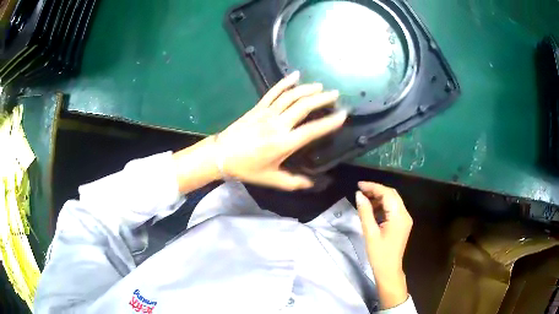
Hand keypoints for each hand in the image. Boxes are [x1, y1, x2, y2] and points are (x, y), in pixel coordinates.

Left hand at [213, 71, 346, 190]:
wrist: (221, 155)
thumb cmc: (246, 168)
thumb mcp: (271, 179)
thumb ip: (294, 182)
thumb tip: (312, 183)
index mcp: (283, 143)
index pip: (312, 130)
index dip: (329, 122)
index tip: (343, 115)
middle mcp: (278, 124)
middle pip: (303, 106)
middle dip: (321, 99)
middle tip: (335, 94)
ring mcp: (267, 113)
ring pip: (290, 96)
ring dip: (307, 89)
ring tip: (320, 86)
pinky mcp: (258, 107)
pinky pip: (273, 92)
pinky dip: (285, 82)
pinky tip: (295, 75)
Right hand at [355, 181, 412, 309]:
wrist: (389, 270)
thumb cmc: (379, 254)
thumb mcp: (370, 233)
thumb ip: (365, 212)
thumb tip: (359, 195)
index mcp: (398, 216)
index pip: (387, 194)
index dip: (373, 187)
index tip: (359, 185)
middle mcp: (405, 214)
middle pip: (392, 195)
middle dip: (376, 190)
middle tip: (360, 191)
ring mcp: (405, 219)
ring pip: (393, 201)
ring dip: (380, 198)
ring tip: (364, 200)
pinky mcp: (403, 224)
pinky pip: (393, 209)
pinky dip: (383, 206)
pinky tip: (372, 209)